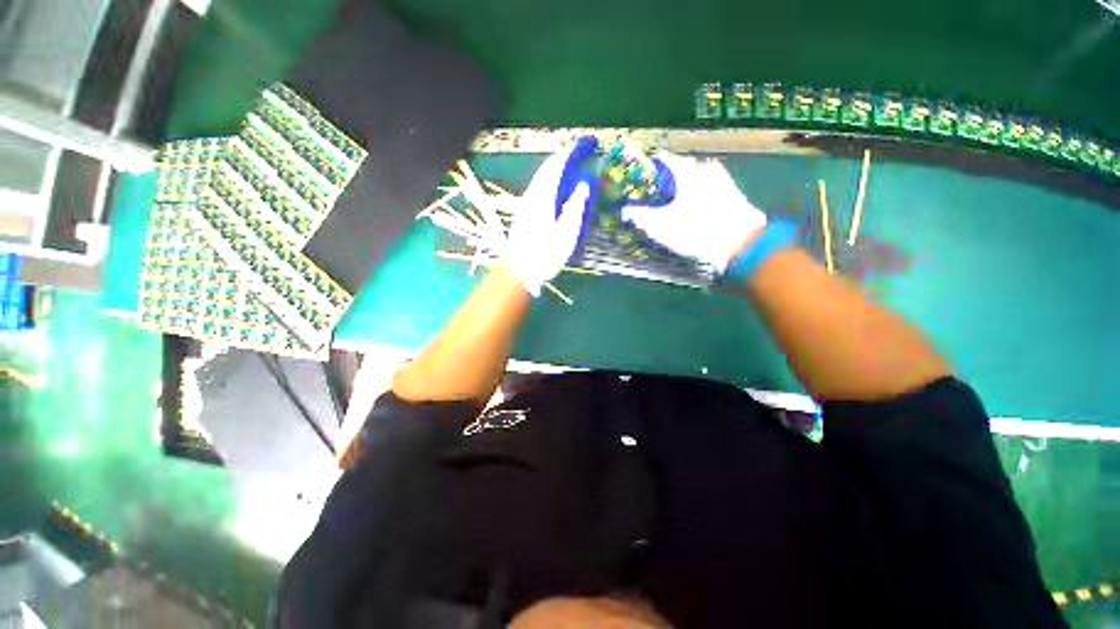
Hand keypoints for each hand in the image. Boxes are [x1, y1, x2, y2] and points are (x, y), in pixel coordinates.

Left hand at [504, 147, 591, 295]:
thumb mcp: (566, 233)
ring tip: (575, 167)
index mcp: (544, 196)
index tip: (591, 144)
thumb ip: (576, 207)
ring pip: (544, 177)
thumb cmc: (545, 255)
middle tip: (584, 153)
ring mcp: (527, 204)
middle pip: (550, 167)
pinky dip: (553, 181)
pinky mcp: (525, 213)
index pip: (559, 164)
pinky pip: (541, 188)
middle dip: (568, 156)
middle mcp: (533, 194)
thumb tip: (585, 184)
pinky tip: (560, 189)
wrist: (519, 271)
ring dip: (560, 168)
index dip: (575, 151)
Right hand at [621, 153, 766, 273]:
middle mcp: (703, 169)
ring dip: (683, 185)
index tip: (640, 178)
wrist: (739, 245)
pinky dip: (697, 193)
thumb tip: (624, 210)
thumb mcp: (660, 227)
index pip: (663, 160)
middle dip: (666, 177)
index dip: (648, 168)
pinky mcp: (732, 193)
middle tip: (654, 192)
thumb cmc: (694, 232)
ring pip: (695, 176)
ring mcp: (721, 180)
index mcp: (685, 172)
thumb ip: (640, 216)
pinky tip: (693, 207)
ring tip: (672, 201)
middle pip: (680, 167)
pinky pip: (708, 187)